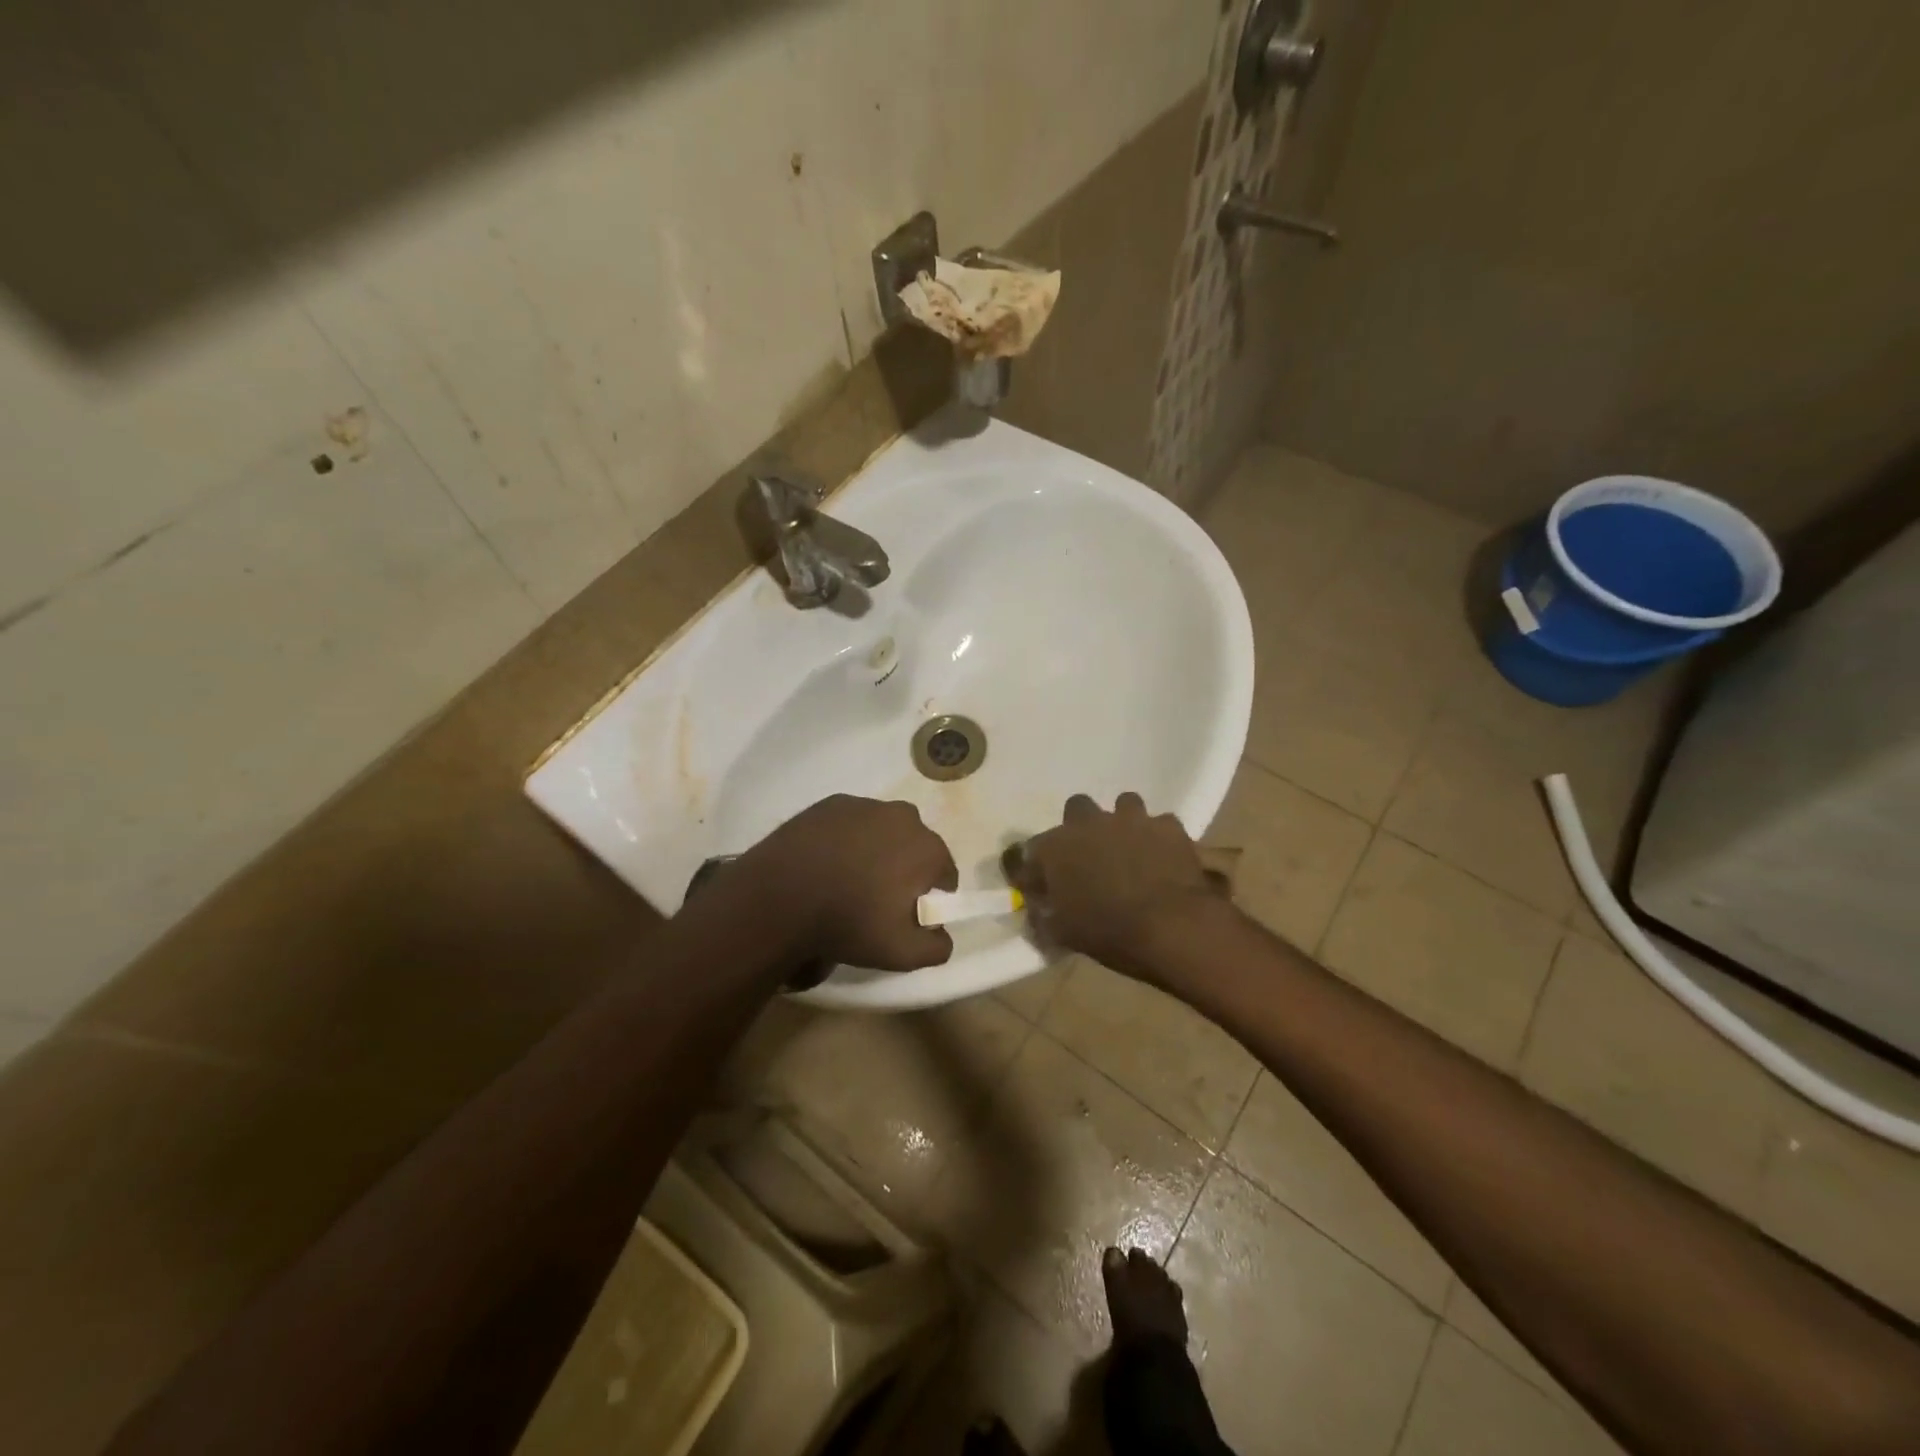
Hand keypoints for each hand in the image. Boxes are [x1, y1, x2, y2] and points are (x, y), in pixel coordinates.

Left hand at [749, 795, 958, 970]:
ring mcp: (866, 805)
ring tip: (848, 879)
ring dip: (876, 850)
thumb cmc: (848, 922)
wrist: (779, 896)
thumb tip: (942, 936)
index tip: (909, 914)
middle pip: (915, 846)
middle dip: (905, 868)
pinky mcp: (832, 803)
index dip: (932, 896)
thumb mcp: (901, 953)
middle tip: (878, 898)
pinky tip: (826, 862)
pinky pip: (851, 823)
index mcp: (928, 848)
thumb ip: (936, 947)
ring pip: (883, 831)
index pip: (945, 874)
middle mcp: (904, 817)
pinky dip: (847, 839)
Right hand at [1009, 792, 1216, 979]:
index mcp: (1055, 848)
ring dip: (1122, 824)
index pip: (1028, 850)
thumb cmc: (1108, 932)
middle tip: (1088, 854)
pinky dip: (1159, 838)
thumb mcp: (1063, 933)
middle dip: (1080, 826)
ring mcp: (1131, 819)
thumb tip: (1037, 912)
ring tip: (1129, 849)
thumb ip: (1044, 917)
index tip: (1037, 882)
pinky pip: (1160, 824)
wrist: (1171, 926)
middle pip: (1076, 808)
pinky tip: (1162, 857)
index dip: (1032, 866)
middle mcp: (1089, 823)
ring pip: (1123, 804)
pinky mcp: (1168, 826)